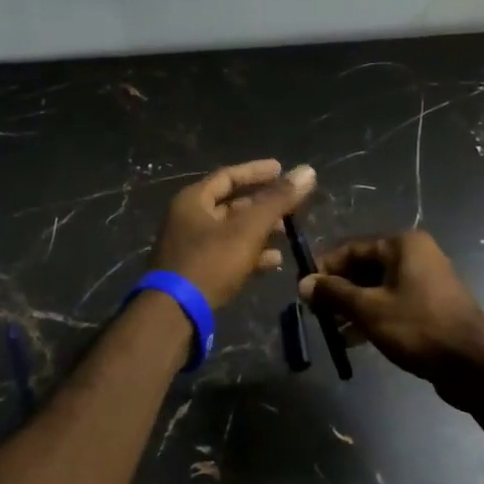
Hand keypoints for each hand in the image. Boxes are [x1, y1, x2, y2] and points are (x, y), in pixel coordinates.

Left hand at [150, 160, 317, 307]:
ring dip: (260, 232)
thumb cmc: (210, 262)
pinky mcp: (196, 272)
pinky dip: (250, 255)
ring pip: (231, 232)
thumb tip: (307, 171)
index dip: (256, 172)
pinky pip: (227, 255)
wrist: (175, 313)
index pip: (228, 176)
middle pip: (231, 205)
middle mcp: (188, 219)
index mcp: (193, 201)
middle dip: (263, 206)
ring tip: (288, 235)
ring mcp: (190, 248)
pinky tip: (273, 262)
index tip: (282, 169)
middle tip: (290, 207)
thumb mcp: (248, 229)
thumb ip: (278, 200)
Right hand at [300, 231, 483, 388]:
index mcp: (403, 245)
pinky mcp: (431, 305)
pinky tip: (353, 340)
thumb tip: (304, 283)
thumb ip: (334, 293)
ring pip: (378, 288)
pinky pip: (393, 303)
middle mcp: (416, 255)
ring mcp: (426, 281)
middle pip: (365, 268)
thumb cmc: (418, 327)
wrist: (473, 364)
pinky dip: (372, 316)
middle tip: (315, 313)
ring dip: (353, 307)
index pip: (352, 248)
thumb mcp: (369, 309)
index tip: (304, 290)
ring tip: (331, 330)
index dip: (325, 268)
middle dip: (338, 291)